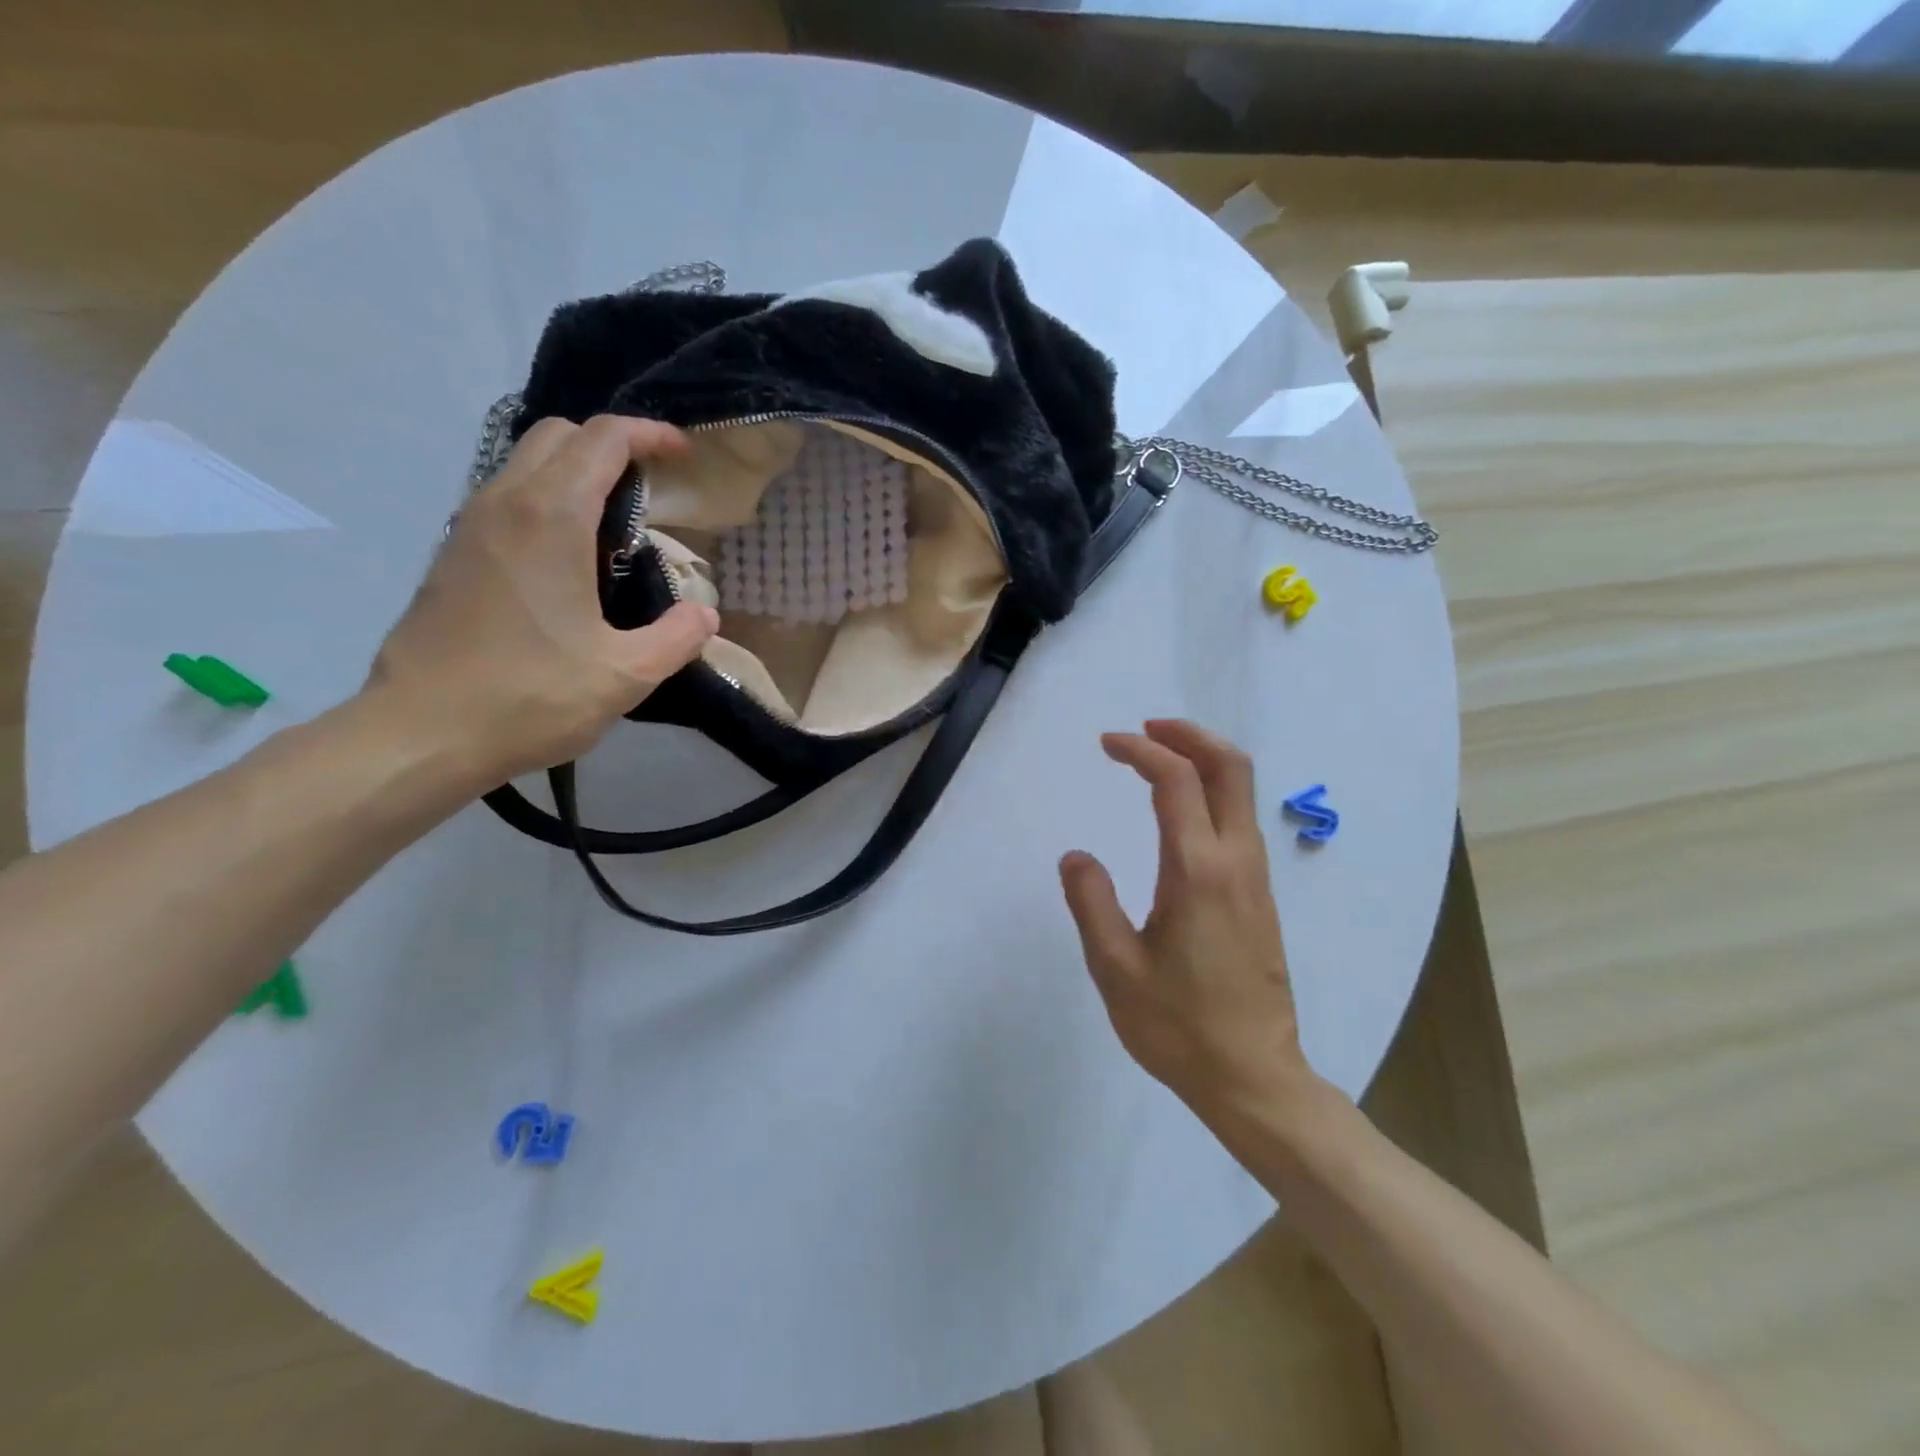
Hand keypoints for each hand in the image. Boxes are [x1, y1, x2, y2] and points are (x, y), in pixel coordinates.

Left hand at [368, 415, 718, 784]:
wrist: (420, 734)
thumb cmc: (529, 698)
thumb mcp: (625, 675)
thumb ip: (677, 638)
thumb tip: (705, 614)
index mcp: (551, 518)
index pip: (603, 439)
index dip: (649, 434)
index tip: (683, 454)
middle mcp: (505, 504)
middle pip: (559, 435)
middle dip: (611, 444)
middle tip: (652, 486)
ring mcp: (470, 527)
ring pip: (526, 462)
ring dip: (576, 471)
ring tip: (618, 521)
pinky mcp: (454, 555)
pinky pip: (507, 497)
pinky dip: (548, 499)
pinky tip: (572, 556)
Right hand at [1060, 720, 1313, 1120]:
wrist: (1255, 1079)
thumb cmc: (1179, 1026)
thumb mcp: (1115, 968)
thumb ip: (1091, 902)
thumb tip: (1076, 855)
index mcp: (1197, 872)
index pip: (1176, 781)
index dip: (1141, 750)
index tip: (1107, 744)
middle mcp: (1236, 862)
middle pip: (1230, 768)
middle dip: (1189, 734)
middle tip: (1145, 728)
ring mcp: (1255, 879)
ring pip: (1242, 792)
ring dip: (1203, 759)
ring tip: (1157, 758)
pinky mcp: (1260, 897)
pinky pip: (1240, 820)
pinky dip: (1212, 791)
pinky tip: (1181, 810)